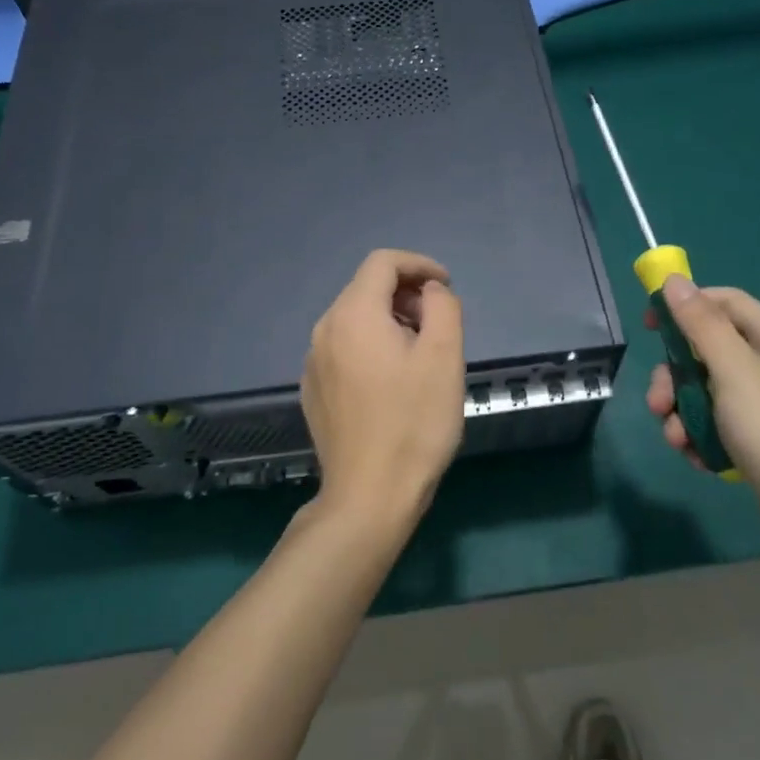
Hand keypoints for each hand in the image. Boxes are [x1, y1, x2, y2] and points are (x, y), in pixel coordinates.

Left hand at [301, 249, 465, 528]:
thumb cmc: (414, 423)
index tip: (446, 286)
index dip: (419, 264)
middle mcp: (324, 329)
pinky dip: (370, 345)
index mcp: (354, 314)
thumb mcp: (444, 357)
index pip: (383, 262)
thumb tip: (429, 291)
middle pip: (366, 288)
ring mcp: (313, 362)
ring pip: (354, 319)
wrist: (368, 496)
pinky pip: (344, 348)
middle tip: (438, 323)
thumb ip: (442, 307)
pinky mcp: (313, 389)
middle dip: (406, 293)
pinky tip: (391, 381)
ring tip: (419, 352)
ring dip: (389, 320)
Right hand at [647, 276, 759, 572]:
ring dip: (682, 412)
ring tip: (677, 441)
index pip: (726, 303)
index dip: (686, 305)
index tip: (650, 325)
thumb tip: (675, 281)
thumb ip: (701, 324)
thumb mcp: (734, 371)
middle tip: (658, 402)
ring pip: (707, 392)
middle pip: (708, 352)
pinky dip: (702, 437)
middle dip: (675, 377)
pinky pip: (718, 425)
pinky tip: (698, 459)